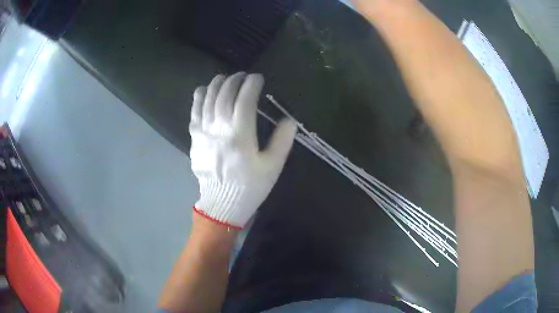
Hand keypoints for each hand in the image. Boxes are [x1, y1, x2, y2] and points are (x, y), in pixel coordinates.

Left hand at [189, 72, 296, 228]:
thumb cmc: (250, 186)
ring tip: (224, 77)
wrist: (222, 203)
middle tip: (242, 76)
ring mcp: (204, 132)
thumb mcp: (272, 167)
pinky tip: (203, 90)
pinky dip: (198, 98)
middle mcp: (219, 128)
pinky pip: (194, 112)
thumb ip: (282, 141)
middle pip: (224, 95)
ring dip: (216, 85)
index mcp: (240, 135)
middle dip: (234, 80)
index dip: (252, 84)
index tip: (258, 78)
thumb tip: (289, 120)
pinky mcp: (194, 138)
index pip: (245, 100)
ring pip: (207, 100)